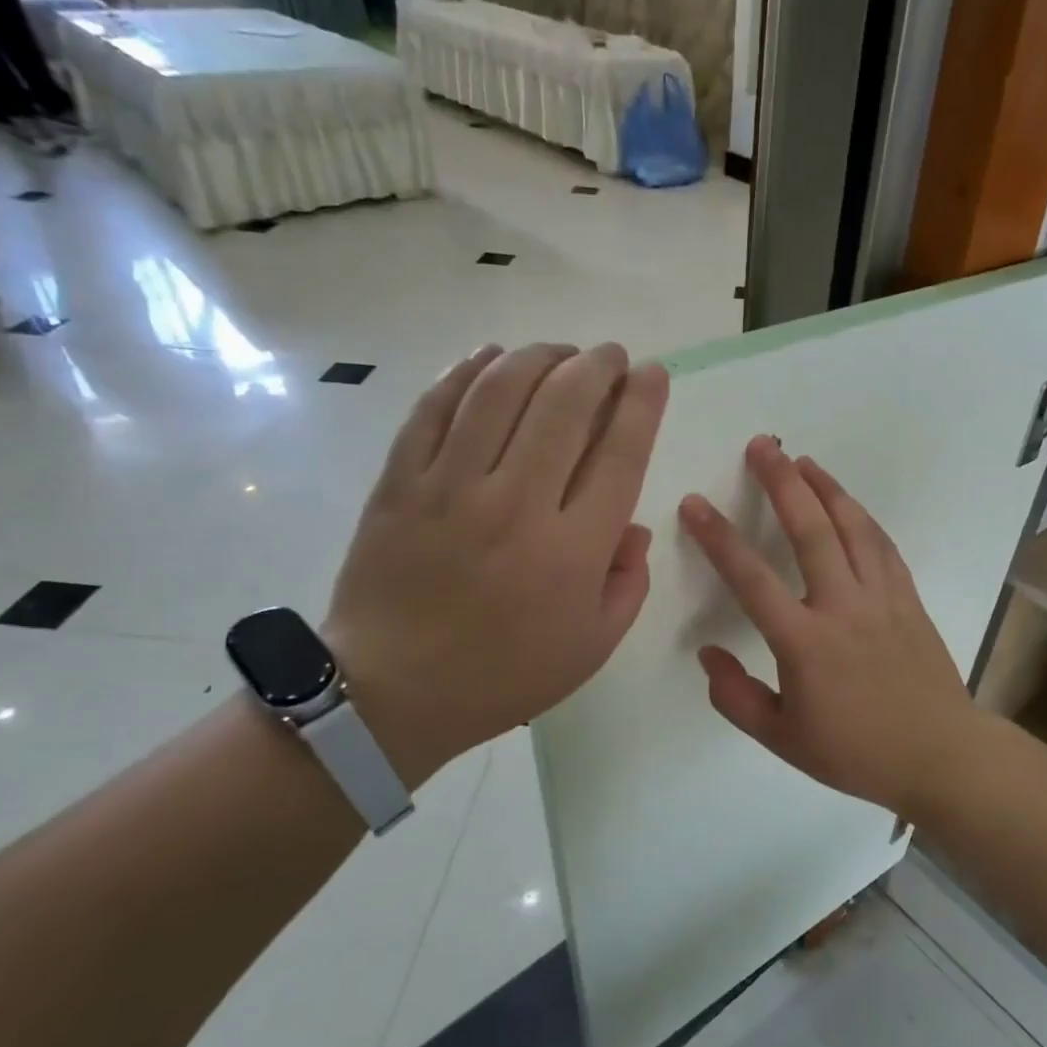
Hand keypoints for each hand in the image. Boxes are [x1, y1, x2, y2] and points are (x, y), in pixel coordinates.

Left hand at [324, 342, 668, 786]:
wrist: (393, 693)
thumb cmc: (505, 674)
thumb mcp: (593, 645)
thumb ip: (628, 582)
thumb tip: (632, 524)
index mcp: (573, 550)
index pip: (620, 453)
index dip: (642, 403)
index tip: (652, 373)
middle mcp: (517, 504)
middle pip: (564, 405)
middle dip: (597, 366)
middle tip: (610, 356)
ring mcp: (451, 487)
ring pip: (500, 390)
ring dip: (539, 357)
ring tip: (558, 353)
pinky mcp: (400, 482)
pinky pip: (435, 407)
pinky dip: (467, 371)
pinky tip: (489, 358)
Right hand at [678, 436, 983, 815]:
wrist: (939, 755)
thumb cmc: (856, 752)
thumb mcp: (782, 739)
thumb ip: (736, 697)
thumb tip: (708, 653)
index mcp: (805, 642)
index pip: (751, 579)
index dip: (718, 538)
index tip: (695, 504)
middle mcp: (843, 607)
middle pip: (810, 529)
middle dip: (782, 482)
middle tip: (763, 445)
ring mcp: (882, 598)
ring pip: (852, 527)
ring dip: (826, 487)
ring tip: (804, 460)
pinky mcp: (909, 599)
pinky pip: (883, 546)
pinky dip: (862, 518)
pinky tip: (849, 505)